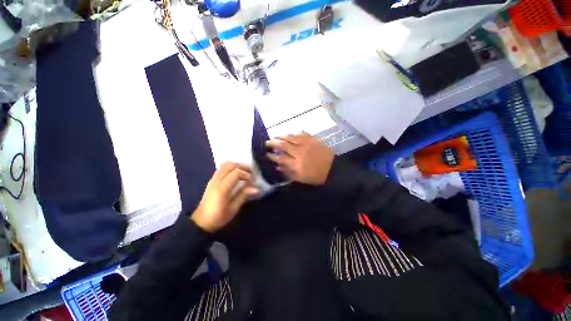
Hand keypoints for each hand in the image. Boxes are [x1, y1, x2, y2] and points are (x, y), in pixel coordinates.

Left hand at [191, 162, 259, 232]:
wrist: (201, 222)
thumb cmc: (218, 217)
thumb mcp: (233, 209)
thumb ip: (244, 195)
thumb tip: (256, 188)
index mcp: (222, 188)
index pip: (236, 173)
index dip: (246, 174)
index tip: (251, 180)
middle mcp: (216, 180)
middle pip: (230, 165)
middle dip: (242, 167)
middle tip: (250, 173)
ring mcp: (213, 179)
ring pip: (225, 165)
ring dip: (236, 166)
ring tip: (243, 172)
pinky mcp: (211, 180)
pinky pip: (221, 168)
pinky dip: (230, 168)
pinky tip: (235, 175)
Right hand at [266, 133, 333, 184]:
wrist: (333, 169)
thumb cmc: (316, 176)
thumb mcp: (301, 178)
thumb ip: (288, 172)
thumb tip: (277, 166)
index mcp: (297, 164)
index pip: (280, 158)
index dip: (272, 156)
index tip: (266, 154)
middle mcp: (300, 152)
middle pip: (283, 145)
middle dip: (273, 143)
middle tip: (267, 142)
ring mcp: (306, 144)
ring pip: (291, 137)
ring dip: (282, 136)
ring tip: (275, 135)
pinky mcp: (313, 140)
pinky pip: (302, 134)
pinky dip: (295, 133)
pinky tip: (290, 133)